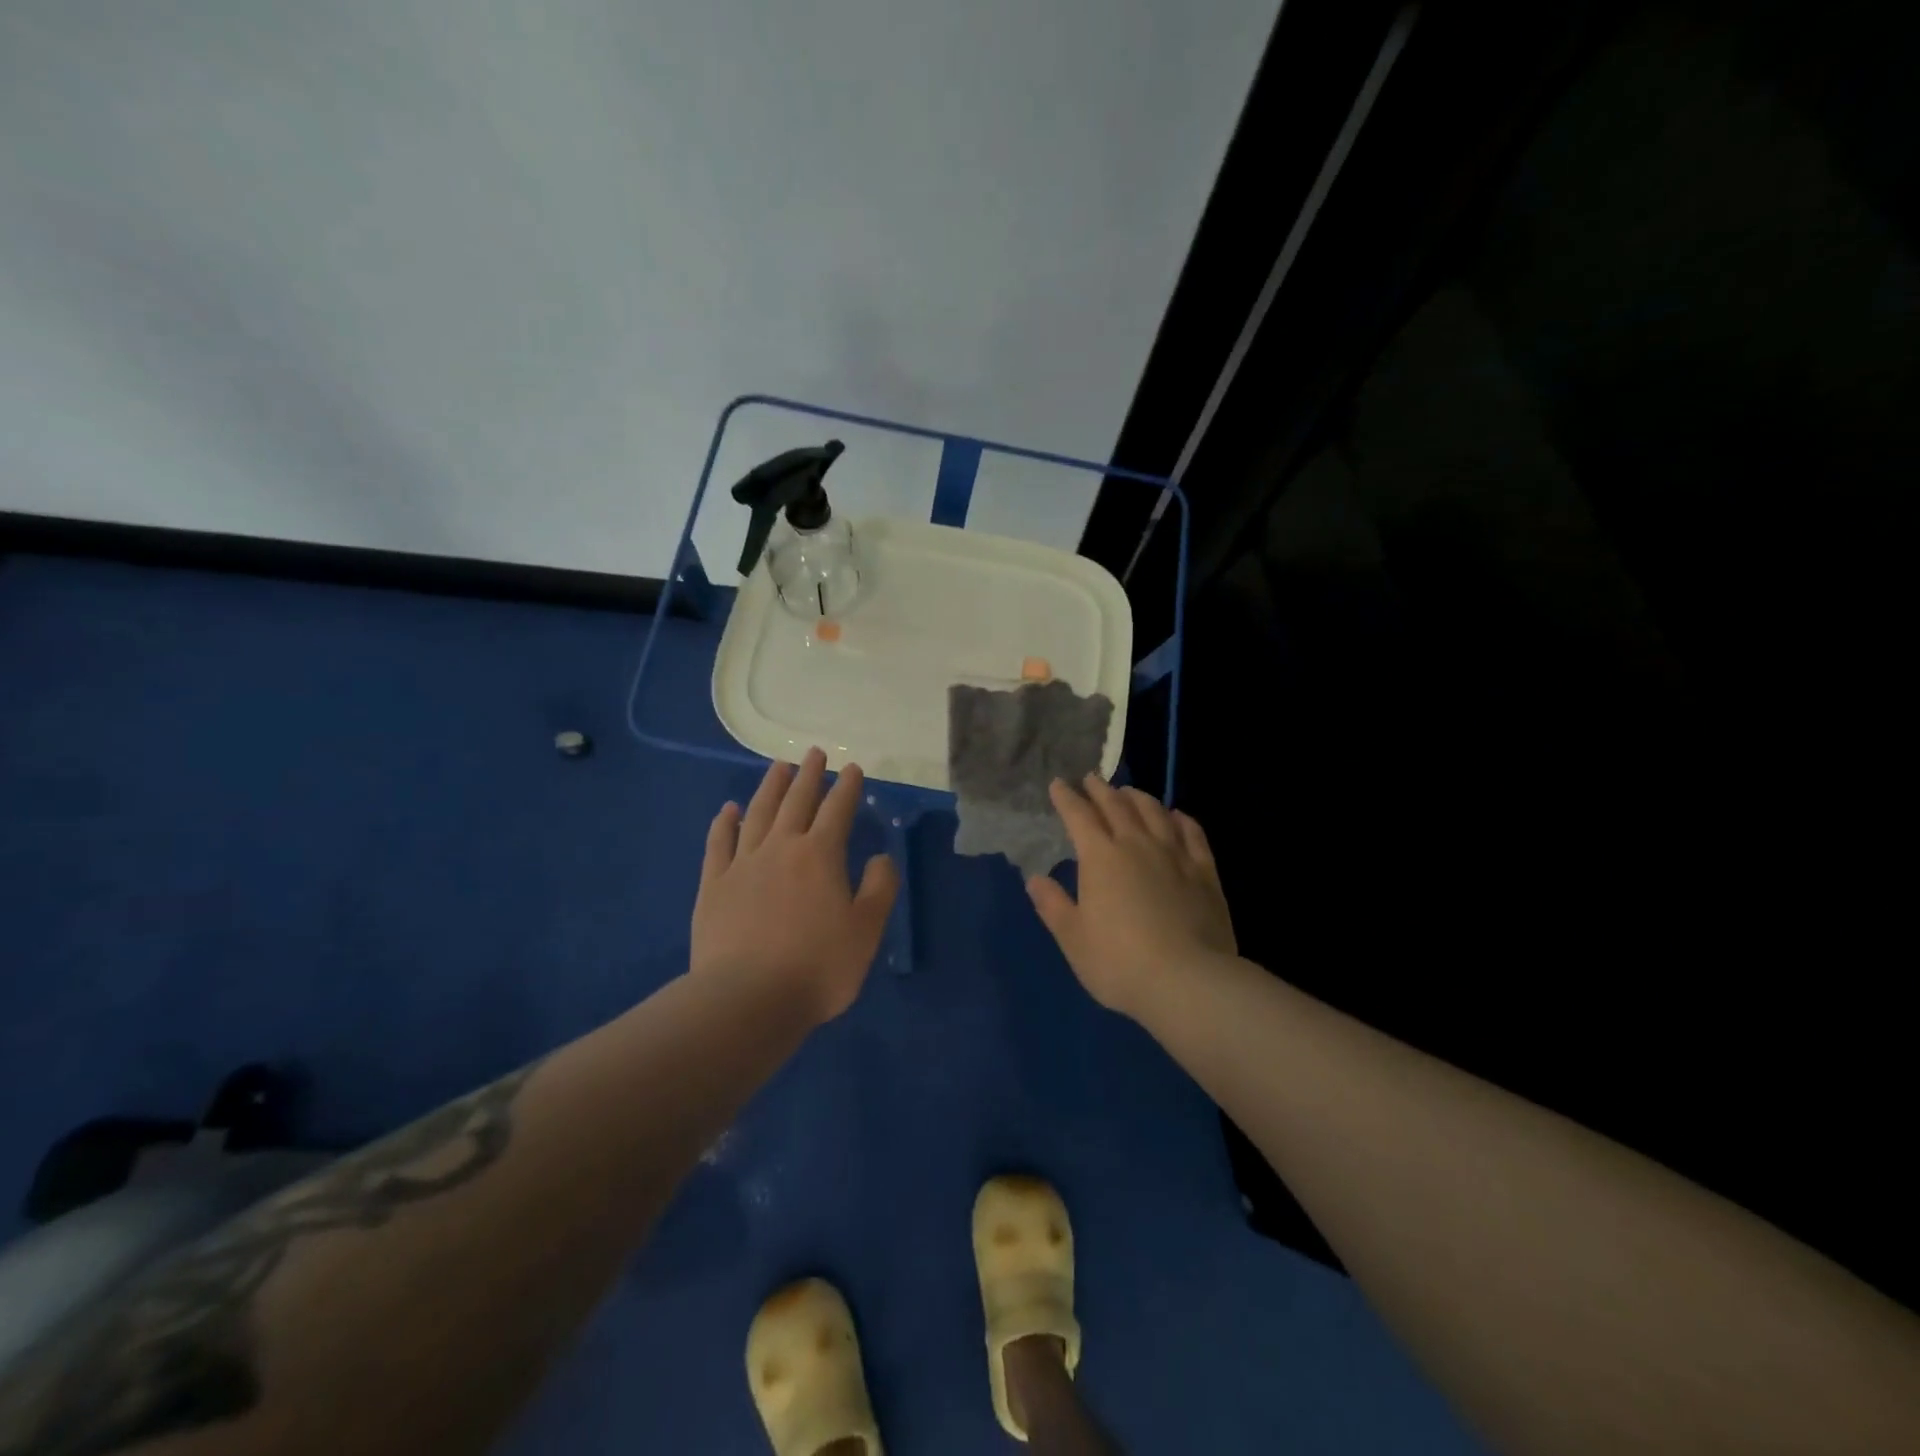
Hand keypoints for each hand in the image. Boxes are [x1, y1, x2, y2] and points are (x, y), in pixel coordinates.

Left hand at [691, 749, 898, 1024]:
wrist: (747, 999)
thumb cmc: (817, 967)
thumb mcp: (867, 930)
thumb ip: (879, 888)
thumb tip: (880, 857)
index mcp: (820, 856)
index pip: (837, 810)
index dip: (847, 787)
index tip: (852, 767)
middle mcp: (780, 848)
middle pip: (796, 801)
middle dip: (808, 775)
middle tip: (814, 753)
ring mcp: (742, 864)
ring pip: (758, 813)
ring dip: (770, 787)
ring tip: (778, 766)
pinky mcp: (713, 885)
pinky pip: (719, 844)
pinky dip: (725, 823)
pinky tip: (729, 810)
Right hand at [1027, 776, 1235, 1018]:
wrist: (1188, 981)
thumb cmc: (1119, 963)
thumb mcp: (1074, 939)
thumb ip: (1053, 905)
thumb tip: (1035, 878)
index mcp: (1100, 858)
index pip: (1079, 817)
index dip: (1067, 798)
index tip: (1058, 784)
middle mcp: (1137, 845)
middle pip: (1117, 806)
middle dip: (1100, 790)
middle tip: (1091, 779)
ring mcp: (1175, 855)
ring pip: (1154, 812)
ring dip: (1138, 797)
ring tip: (1128, 792)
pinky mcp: (1205, 871)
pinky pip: (1192, 833)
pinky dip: (1180, 818)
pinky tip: (1176, 816)